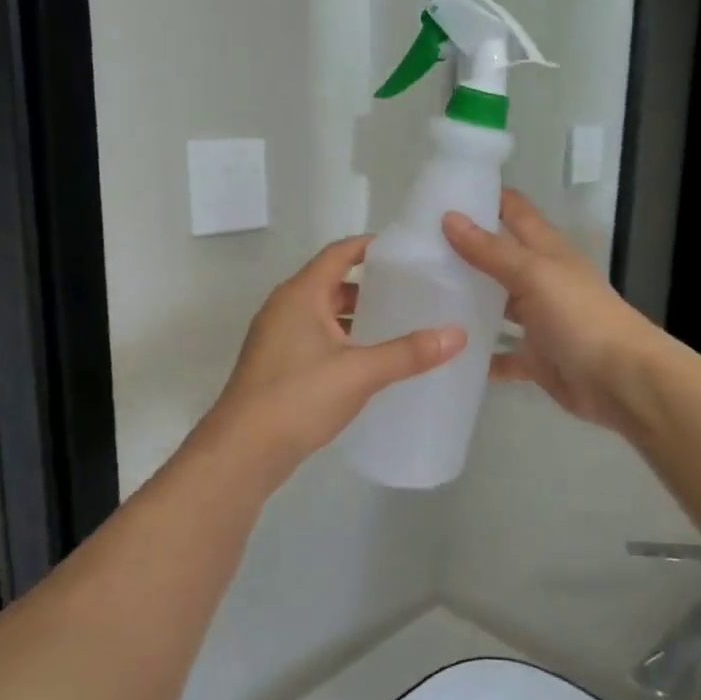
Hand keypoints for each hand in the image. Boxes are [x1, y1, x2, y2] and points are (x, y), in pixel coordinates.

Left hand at [202, 235, 464, 473]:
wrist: (243, 452)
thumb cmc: (298, 397)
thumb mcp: (360, 372)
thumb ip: (408, 353)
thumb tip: (457, 335)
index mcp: (300, 295)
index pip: (338, 254)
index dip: (370, 247)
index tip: (406, 251)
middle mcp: (285, 308)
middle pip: (332, 283)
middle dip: (370, 286)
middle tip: (412, 291)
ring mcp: (277, 339)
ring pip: (324, 315)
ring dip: (357, 317)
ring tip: (399, 325)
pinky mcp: (277, 367)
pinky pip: (316, 340)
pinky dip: (343, 341)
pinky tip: (370, 362)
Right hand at [442, 191, 663, 430]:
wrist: (621, 381)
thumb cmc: (581, 317)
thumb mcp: (535, 275)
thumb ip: (491, 250)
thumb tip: (449, 217)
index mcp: (546, 250)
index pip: (513, 211)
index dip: (484, 197)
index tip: (441, 193)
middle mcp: (541, 280)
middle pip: (499, 257)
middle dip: (463, 251)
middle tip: (412, 248)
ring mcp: (538, 320)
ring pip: (496, 305)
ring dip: (467, 302)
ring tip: (420, 298)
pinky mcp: (535, 357)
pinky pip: (501, 354)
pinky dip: (480, 355)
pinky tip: (447, 353)